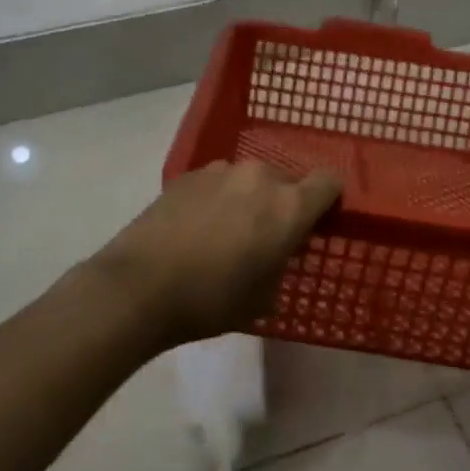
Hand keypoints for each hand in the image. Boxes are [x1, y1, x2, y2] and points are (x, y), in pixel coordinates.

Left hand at [87, 160, 342, 346]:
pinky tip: (196, 229)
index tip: (317, 222)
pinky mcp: (187, 175)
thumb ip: (282, 263)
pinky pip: (217, 183)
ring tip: (225, 233)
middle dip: (282, 203)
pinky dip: (216, 199)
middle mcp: (259, 177)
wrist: (140, 286)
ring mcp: (220, 171)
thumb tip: (276, 251)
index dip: (328, 200)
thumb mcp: (264, 297)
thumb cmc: (212, 299)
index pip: (329, 182)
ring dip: (247, 200)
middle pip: (286, 180)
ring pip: (248, 180)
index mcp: (288, 206)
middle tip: (266, 237)